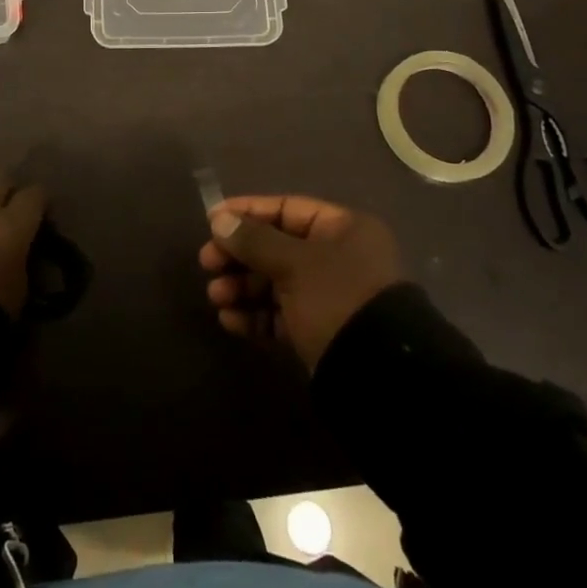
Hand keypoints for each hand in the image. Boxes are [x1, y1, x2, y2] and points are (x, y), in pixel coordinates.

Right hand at [198, 196, 405, 369]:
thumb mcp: (294, 264)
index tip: (211, 221)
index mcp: (343, 229)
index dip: (247, 212)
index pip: (287, 209)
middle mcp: (338, 258)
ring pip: (275, 282)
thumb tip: (219, 220)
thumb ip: (254, 240)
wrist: (379, 378)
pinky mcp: (320, 331)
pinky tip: (230, 320)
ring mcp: (329, 297)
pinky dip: (255, 316)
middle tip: (207, 264)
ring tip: (216, 297)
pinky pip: (281, 315)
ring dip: (242, 287)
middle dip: (239, 255)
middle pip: (276, 246)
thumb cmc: (337, 300)